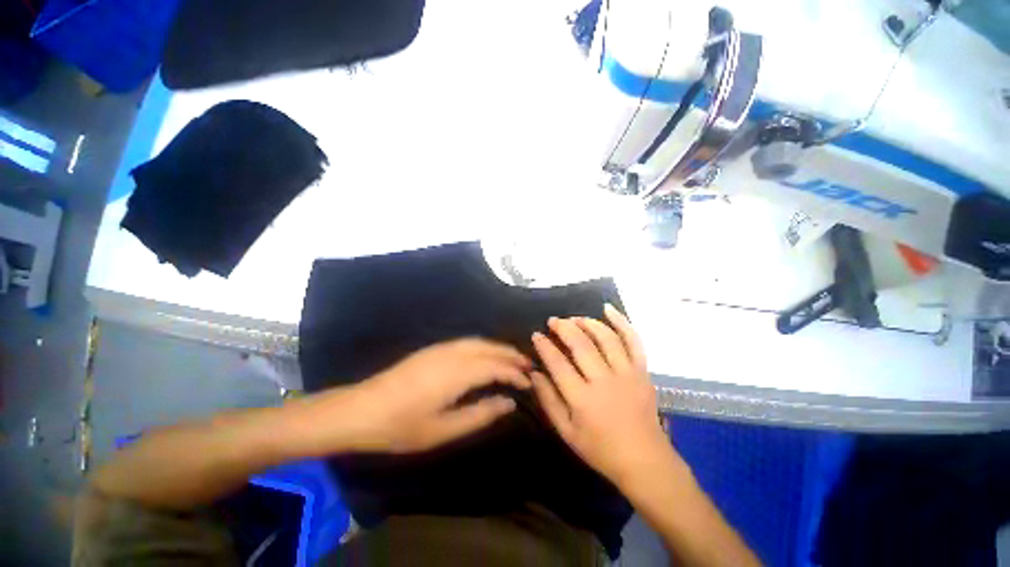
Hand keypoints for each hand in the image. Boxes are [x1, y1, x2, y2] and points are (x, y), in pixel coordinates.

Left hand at [338, 338, 531, 452]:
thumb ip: (480, 414)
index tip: (529, 382)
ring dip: (498, 348)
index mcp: (457, 373)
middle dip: (511, 354)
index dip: (515, 373)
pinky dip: (484, 346)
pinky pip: (467, 342)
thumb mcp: (443, 430)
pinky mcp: (433, 349)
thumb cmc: (402, 425)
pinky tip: (485, 356)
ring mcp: (441, 348)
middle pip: (490, 348)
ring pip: (479, 342)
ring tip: (512, 359)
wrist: (361, 409)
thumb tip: (508, 403)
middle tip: (528, 365)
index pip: (496, 367)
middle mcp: (453, 353)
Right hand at [531, 305, 672, 488]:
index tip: (536, 335)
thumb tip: (534, 373)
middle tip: (553, 321)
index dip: (545, 346)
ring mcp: (627, 374)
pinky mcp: (642, 371)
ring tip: (574, 318)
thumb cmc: (601, 449)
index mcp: (583, 400)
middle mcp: (605, 381)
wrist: (645, 461)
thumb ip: (548, 401)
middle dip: (564, 327)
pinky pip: (633, 340)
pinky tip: (608, 309)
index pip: (558, 364)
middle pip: (581, 345)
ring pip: (606, 337)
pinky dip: (622, 322)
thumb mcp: (566, 433)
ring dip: (587, 322)